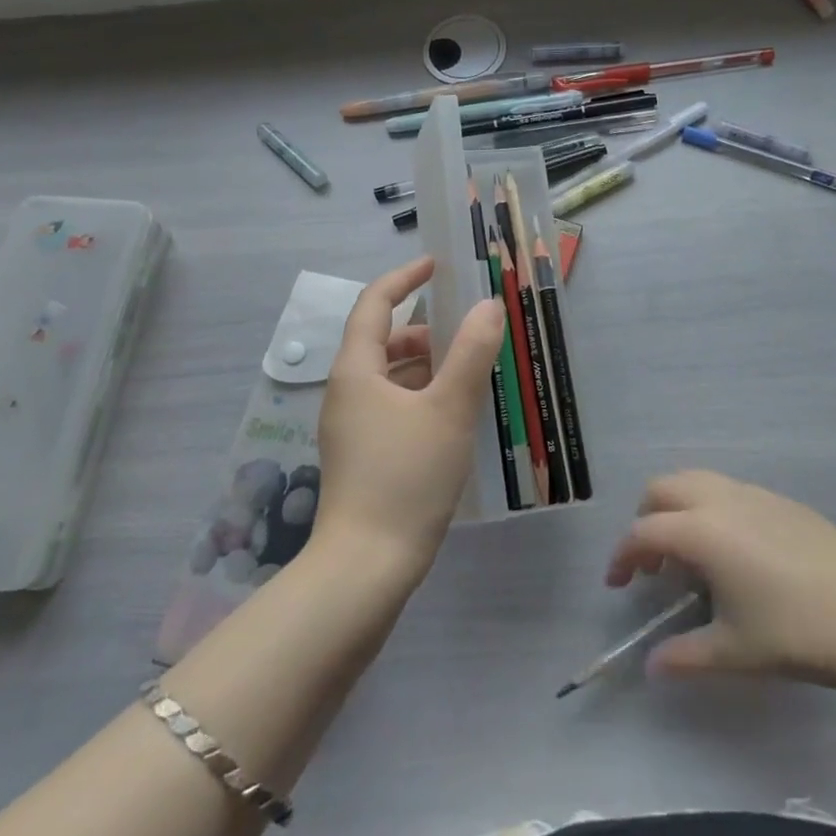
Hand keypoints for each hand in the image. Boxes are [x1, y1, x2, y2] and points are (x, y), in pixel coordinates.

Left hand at [313, 257, 503, 579]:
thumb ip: (471, 352)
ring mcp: (352, 427)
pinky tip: (455, 413)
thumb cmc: (405, 478)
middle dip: (427, 328)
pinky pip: (394, 406)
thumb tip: (488, 306)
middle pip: (384, 340)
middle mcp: (347, 391)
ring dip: (429, 364)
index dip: (405, 278)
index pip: (375, 303)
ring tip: (472, 369)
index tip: (437, 265)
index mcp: (356, 370)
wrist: (365, 570)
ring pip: (391, 376)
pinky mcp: (362, 456)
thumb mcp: (448, 409)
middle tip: (471, 327)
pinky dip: (423, 395)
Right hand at [606, 470, 835, 693]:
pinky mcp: (778, 498)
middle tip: (651, 564)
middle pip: (662, 488)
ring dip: (676, 507)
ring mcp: (751, 493)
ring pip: (695, 480)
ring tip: (688, 554)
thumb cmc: (795, 633)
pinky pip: (726, 488)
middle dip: (645, 519)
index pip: (643, 532)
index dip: (622, 556)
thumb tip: (652, 665)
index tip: (617, 584)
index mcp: (700, 530)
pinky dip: (708, 506)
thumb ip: (684, 655)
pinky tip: (731, 550)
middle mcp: (719, 499)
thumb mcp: (734, 651)